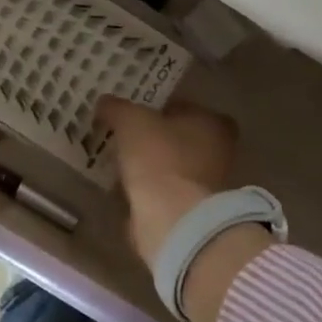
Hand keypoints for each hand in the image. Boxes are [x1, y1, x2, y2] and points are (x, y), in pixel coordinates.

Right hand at [99, 97, 265, 321]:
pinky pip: (162, 193)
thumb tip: (104, 102)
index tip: (134, 111)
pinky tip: (123, 188)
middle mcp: (217, 153)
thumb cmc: (159, 158)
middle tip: (122, 135)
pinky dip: (146, 191)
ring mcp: (205, 186)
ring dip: (148, 167)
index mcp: (213, 124)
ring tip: (117, 161)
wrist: (172, 219)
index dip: (159, 107)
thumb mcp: (131, 121)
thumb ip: (117, 108)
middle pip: (179, 139)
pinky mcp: (189, 212)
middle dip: (153, 138)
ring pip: (170, 168)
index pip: (186, 107)